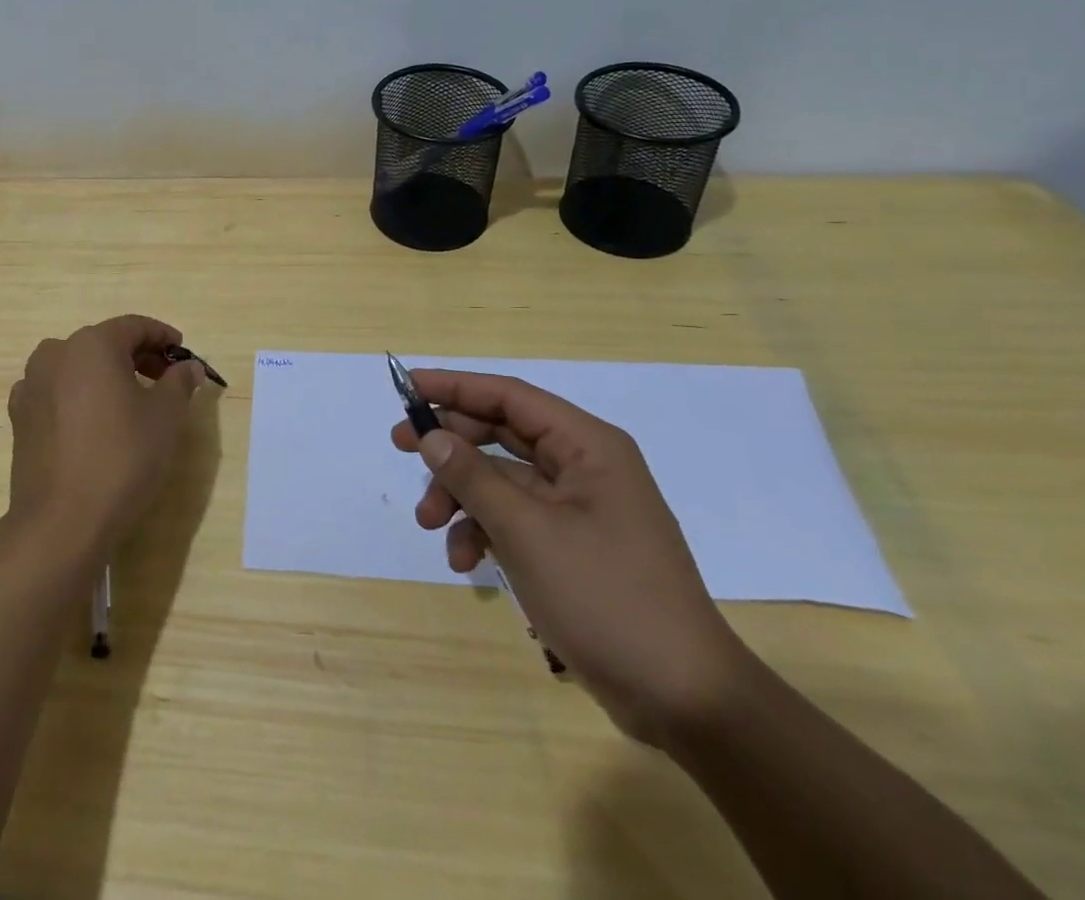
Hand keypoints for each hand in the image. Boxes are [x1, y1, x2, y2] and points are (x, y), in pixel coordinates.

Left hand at [6, 315, 205, 560]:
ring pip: (77, 367)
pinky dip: (78, 396)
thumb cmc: (122, 459)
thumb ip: (179, 383)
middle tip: (165, 379)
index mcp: (92, 344)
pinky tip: (92, 422)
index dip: (163, 337)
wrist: (62, 521)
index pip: (134, 327)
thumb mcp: (166, 417)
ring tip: (130, 401)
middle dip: (137, 356)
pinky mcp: (19, 417)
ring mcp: (31, 385)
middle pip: (104, 343)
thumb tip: (188, 368)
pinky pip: (56, 392)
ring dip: (105, 375)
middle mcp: (56, 353)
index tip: (183, 354)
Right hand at [391, 370, 751, 747]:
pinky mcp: (571, 545)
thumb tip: (432, 435)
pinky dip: (483, 531)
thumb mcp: (527, 531)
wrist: (684, 699)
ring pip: (501, 479)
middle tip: (400, 447)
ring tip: (428, 524)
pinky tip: (465, 561)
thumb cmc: (606, 597)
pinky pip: (514, 519)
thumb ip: (473, 476)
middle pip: (501, 434)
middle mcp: (584, 466)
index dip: (455, 386)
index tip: (407, 387)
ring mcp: (578, 508)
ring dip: (461, 496)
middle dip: (451, 446)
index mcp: (587, 446)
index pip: (509, 396)